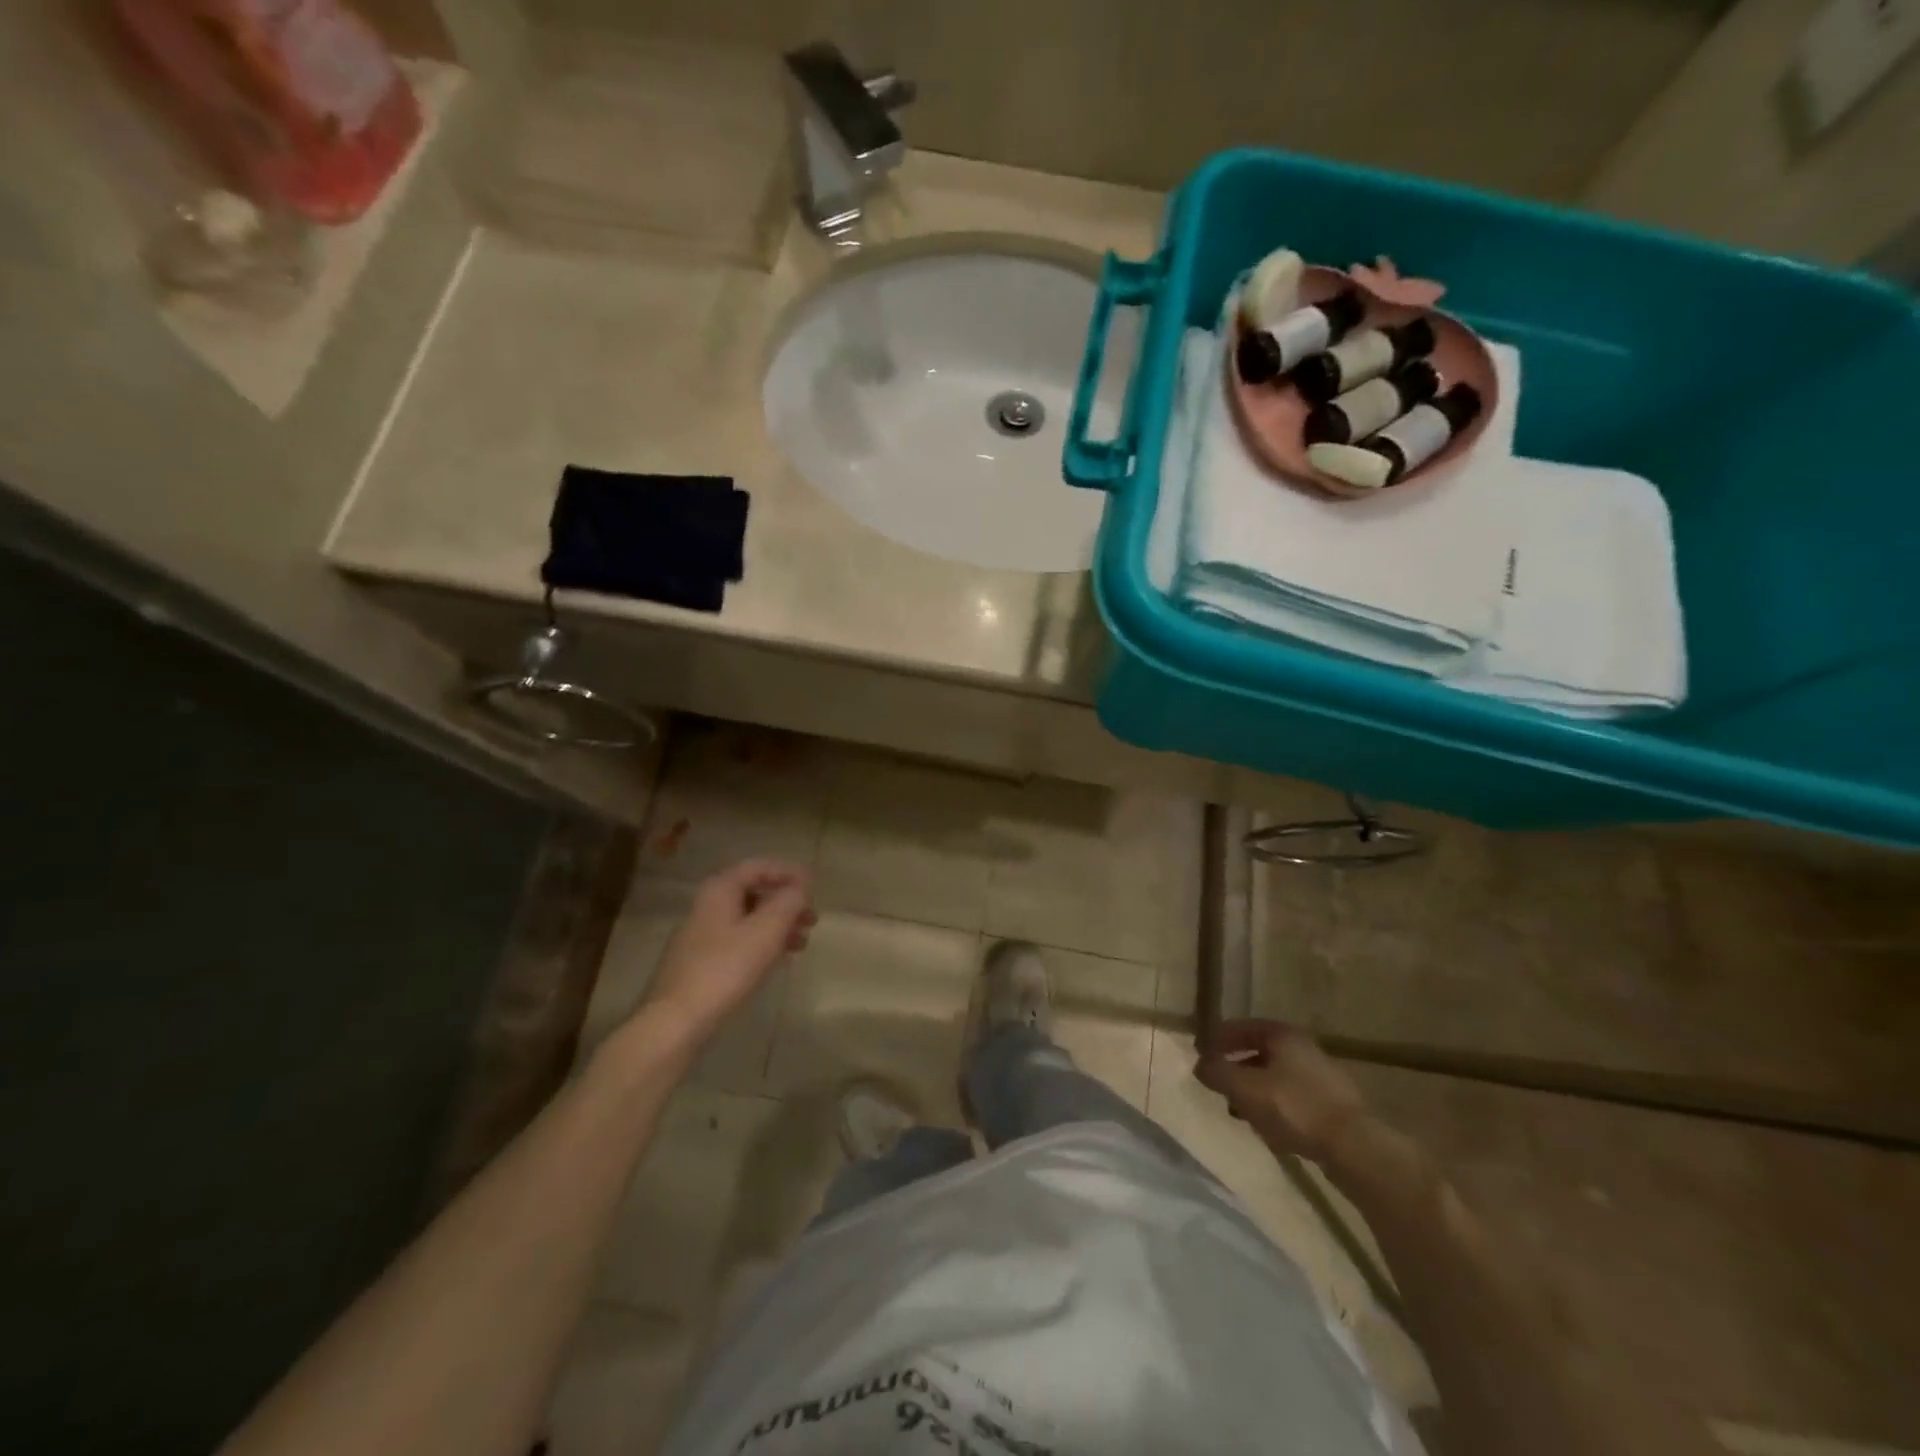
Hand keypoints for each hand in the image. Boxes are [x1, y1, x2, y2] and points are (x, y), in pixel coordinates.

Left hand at [637, 860, 815, 1049]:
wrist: (675, 1021)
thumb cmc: (725, 968)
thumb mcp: (766, 931)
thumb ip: (788, 902)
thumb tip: (799, 887)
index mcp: (720, 891)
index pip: (757, 867)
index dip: (787, 872)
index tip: (812, 885)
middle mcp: (707, 907)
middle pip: (753, 893)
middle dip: (785, 903)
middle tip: (812, 918)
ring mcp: (701, 936)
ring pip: (747, 920)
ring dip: (777, 926)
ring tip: (802, 943)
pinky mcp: (701, 963)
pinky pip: (738, 942)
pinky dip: (762, 944)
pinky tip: (777, 961)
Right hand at [1194, 1020, 1369, 1163]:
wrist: (1354, 1146)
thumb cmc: (1294, 1107)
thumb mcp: (1245, 1089)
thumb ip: (1217, 1073)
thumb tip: (1200, 1065)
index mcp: (1282, 1035)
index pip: (1239, 1027)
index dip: (1217, 1041)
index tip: (1202, 1058)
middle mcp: (1303, 1047)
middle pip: (1259, 1052)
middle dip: (1237, 1070)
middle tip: (1221, 1088)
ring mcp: (1322, 1076)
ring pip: (1277, 1077)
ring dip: (1256, 1091)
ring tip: (1242, 1113)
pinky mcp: (1334, 1104)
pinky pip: (1294, 1098)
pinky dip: (1277, 1107)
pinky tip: (1272, 1129)